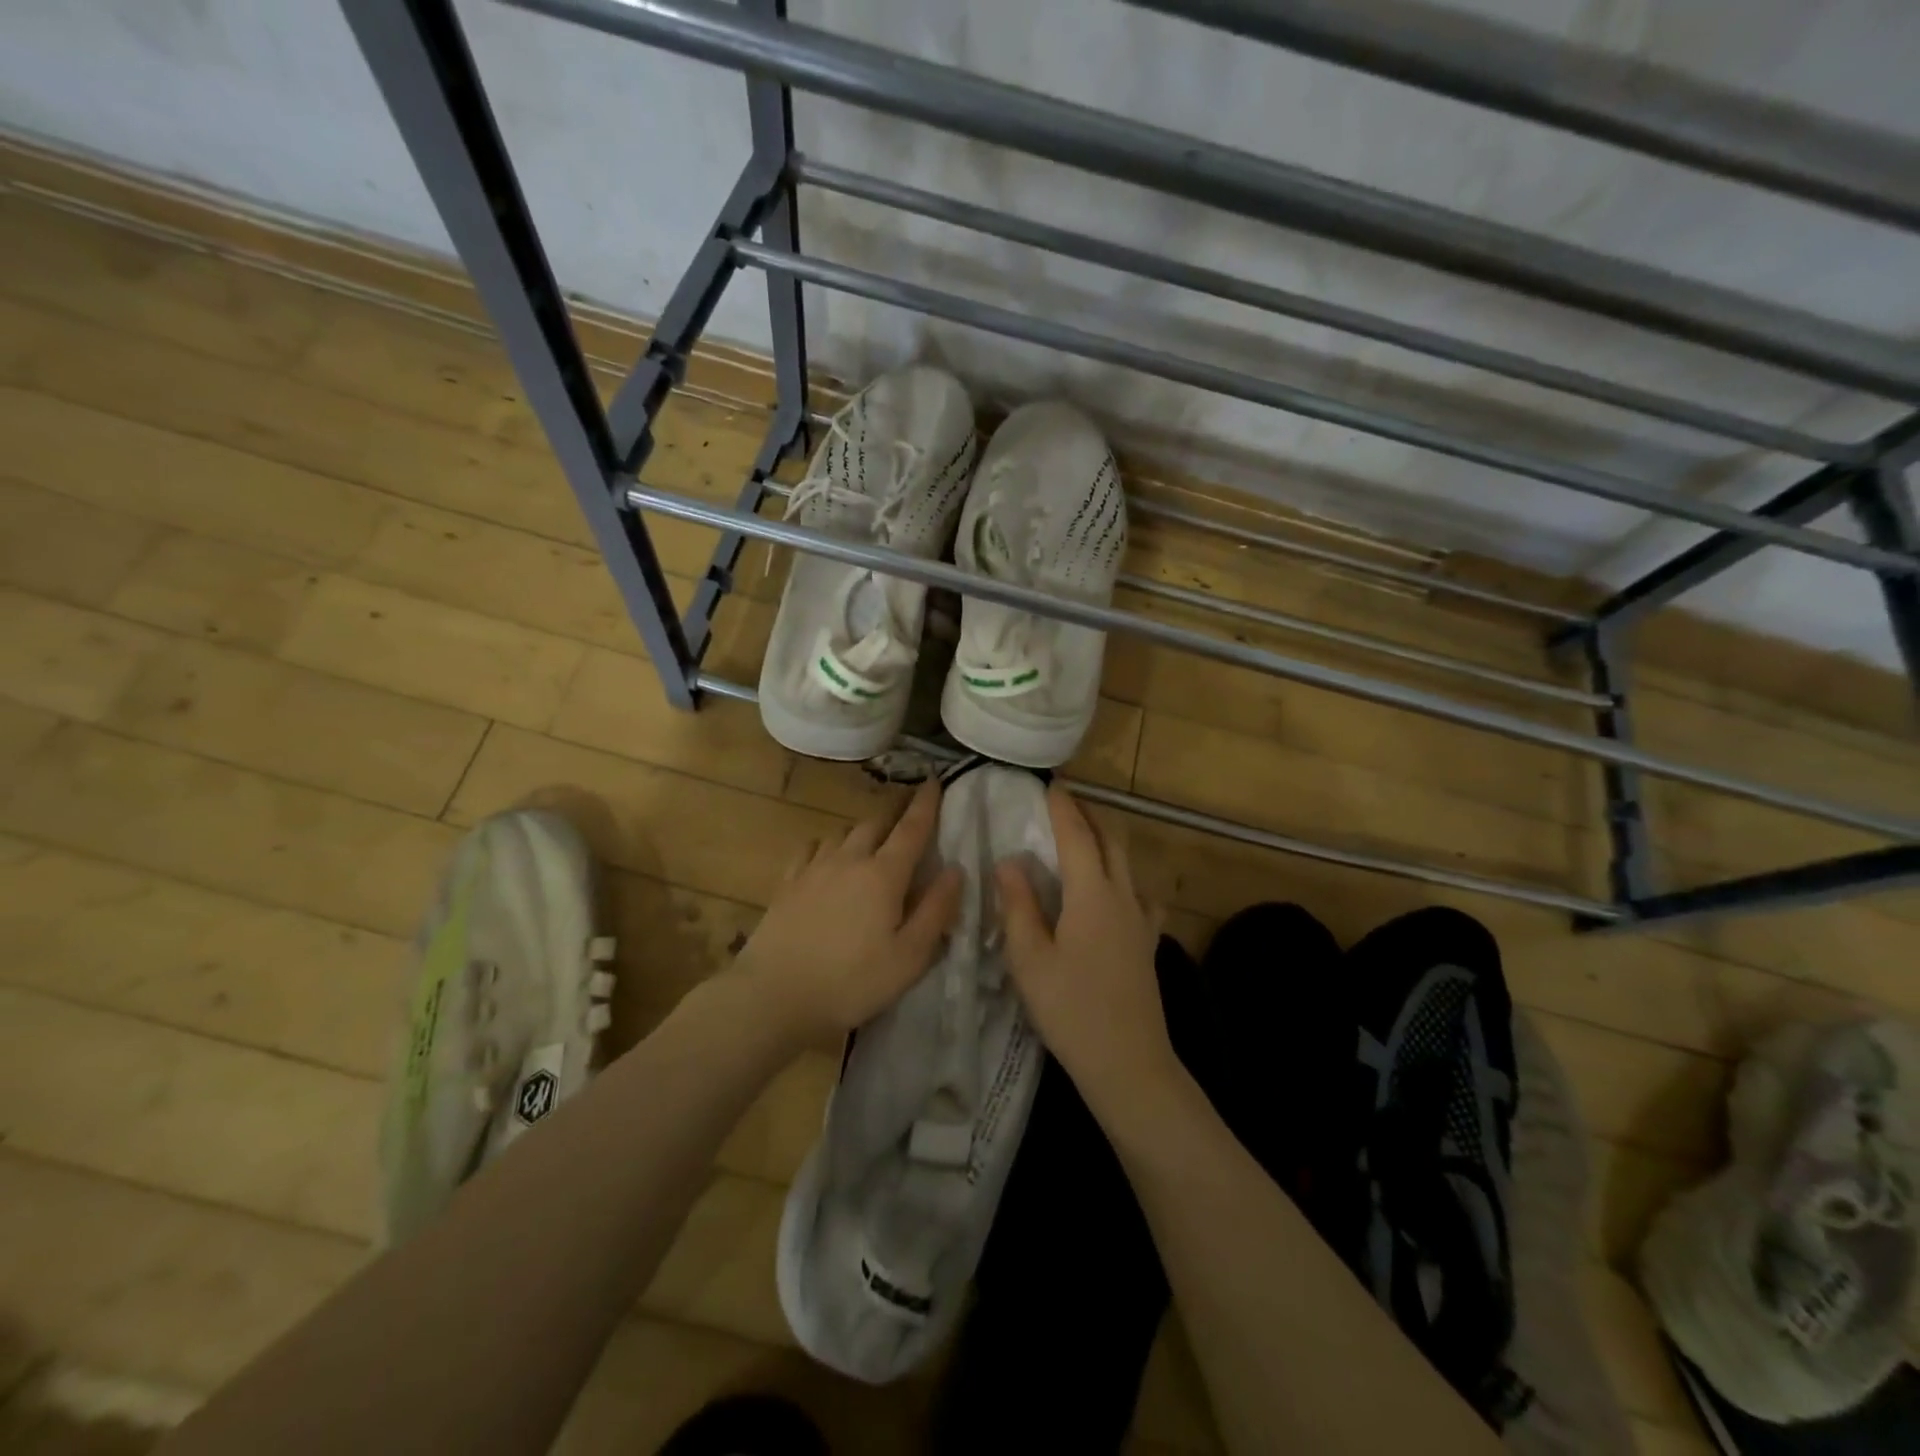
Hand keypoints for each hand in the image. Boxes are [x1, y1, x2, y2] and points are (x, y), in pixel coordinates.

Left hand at [733, 781, 962, 1045]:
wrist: (774, 996)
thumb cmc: (852, 982)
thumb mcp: (910, 957)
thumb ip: (936, 910)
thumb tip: (955, 869)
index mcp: (884, 875)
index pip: (912, 828)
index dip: (927, 803)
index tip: (935, 780)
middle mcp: (849, 859)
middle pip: (876, 822)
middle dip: (895, 809)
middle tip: (908, 805)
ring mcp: (814, 868)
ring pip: (843, 832)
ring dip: (862, 828)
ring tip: (871, 836)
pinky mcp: (787, 883)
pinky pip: (811, 848)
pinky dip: (827, 844)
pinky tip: (826, 856)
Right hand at [996, 786, 1174, 1111]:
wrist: (1128, 1063)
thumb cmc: (1071, 1010)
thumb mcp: (1030, 959)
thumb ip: (1018, 906)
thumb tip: (1010, 862)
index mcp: (1092, 894)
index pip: (1077, 836)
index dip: (1063, 807)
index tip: (1051, 783)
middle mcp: (1123, 896)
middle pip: (1111, 840)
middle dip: (1090, 814)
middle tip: (1066, 801)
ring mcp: (1141, 920)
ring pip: (1128, 863)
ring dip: (1108, 840)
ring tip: (1086, 836)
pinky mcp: (1147, 942)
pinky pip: (1140, 894)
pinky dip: (1124, 877)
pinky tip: (1116, 892)